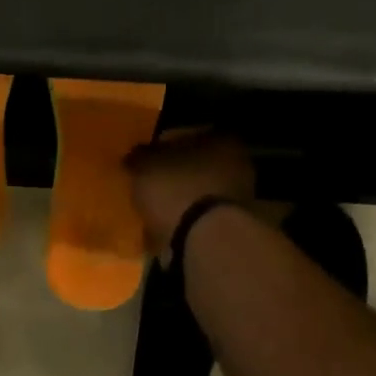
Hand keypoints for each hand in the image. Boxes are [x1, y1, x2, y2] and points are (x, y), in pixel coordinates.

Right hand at [123, 128, 254, 254]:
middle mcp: (239, 164)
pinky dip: (187, 220)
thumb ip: (139, 157)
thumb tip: (134, 156)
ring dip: (181, 198)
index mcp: (222, 140)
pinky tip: (167, 227)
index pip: (187, 135)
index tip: (145, 159)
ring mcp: (240, 198)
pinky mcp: (233, 226)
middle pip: (197, 165)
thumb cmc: (177, 189)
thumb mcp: (145, 166)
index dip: (162, 146)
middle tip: (148, 183)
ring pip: (201, 191)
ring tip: (154, 208)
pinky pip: (203, 217)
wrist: (206, 240)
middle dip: (175, 174)